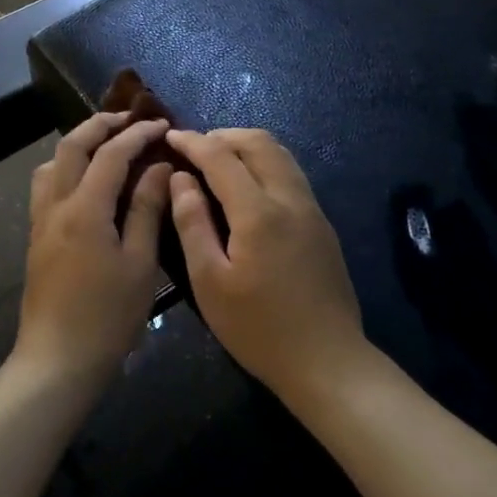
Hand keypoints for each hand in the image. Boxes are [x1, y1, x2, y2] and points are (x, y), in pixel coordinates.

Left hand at [17, 113, 172, 389]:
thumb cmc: (107, 316)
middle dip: (99, 125)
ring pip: (51, 164)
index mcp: (84, 208)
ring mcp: (40, 221)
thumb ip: (146, 209)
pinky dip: (66, 168)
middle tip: (128, 118)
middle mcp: (56, 205)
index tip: (162, 125)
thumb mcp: (139, 263)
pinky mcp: (36, 238)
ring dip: (77, 144)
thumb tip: (159, 168)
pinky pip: (47, 186)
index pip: (111, 154)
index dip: (137, 134)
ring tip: (105, 146)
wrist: (57, 360)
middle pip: (71, 146)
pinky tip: (87, 184)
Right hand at [166, 128, 368, 408]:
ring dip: (246, 147)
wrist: (327, 361)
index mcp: (258, 212)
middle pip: (258, 143)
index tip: (169, 135)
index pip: (221, 157)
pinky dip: (264, 163)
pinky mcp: (322, 224)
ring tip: (218, 161)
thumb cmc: (258, 328)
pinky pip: (291, 174)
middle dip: (222, 135)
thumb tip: (180, 179)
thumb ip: (192, 223)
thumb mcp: (209, 282)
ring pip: (280, 154)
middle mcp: (290, 198)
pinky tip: (247, 187)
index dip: (192, 142)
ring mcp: (312, 209)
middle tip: (193, 148)